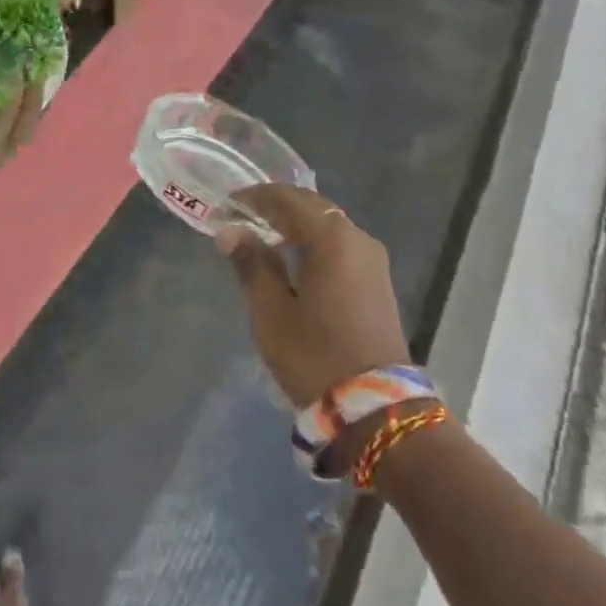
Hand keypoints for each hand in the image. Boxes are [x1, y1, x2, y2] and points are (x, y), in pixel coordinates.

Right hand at [217, 185, 410, 406]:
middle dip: (276, 206)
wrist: (377, 408)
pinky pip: (339, 245)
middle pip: (312, 207)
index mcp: (332, 239)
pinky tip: (291, 257)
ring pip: (328, 226)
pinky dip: (312, 241)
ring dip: (295, 224)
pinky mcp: (377, 281)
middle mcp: (358, 239)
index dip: (256, 197)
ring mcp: (373, 260)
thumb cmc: (315, 356)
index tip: (227, 203)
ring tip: (261, 234)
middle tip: (241, 215)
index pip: (288, 199)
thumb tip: (230, 231)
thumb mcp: (272, 312)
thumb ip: (251, 265)